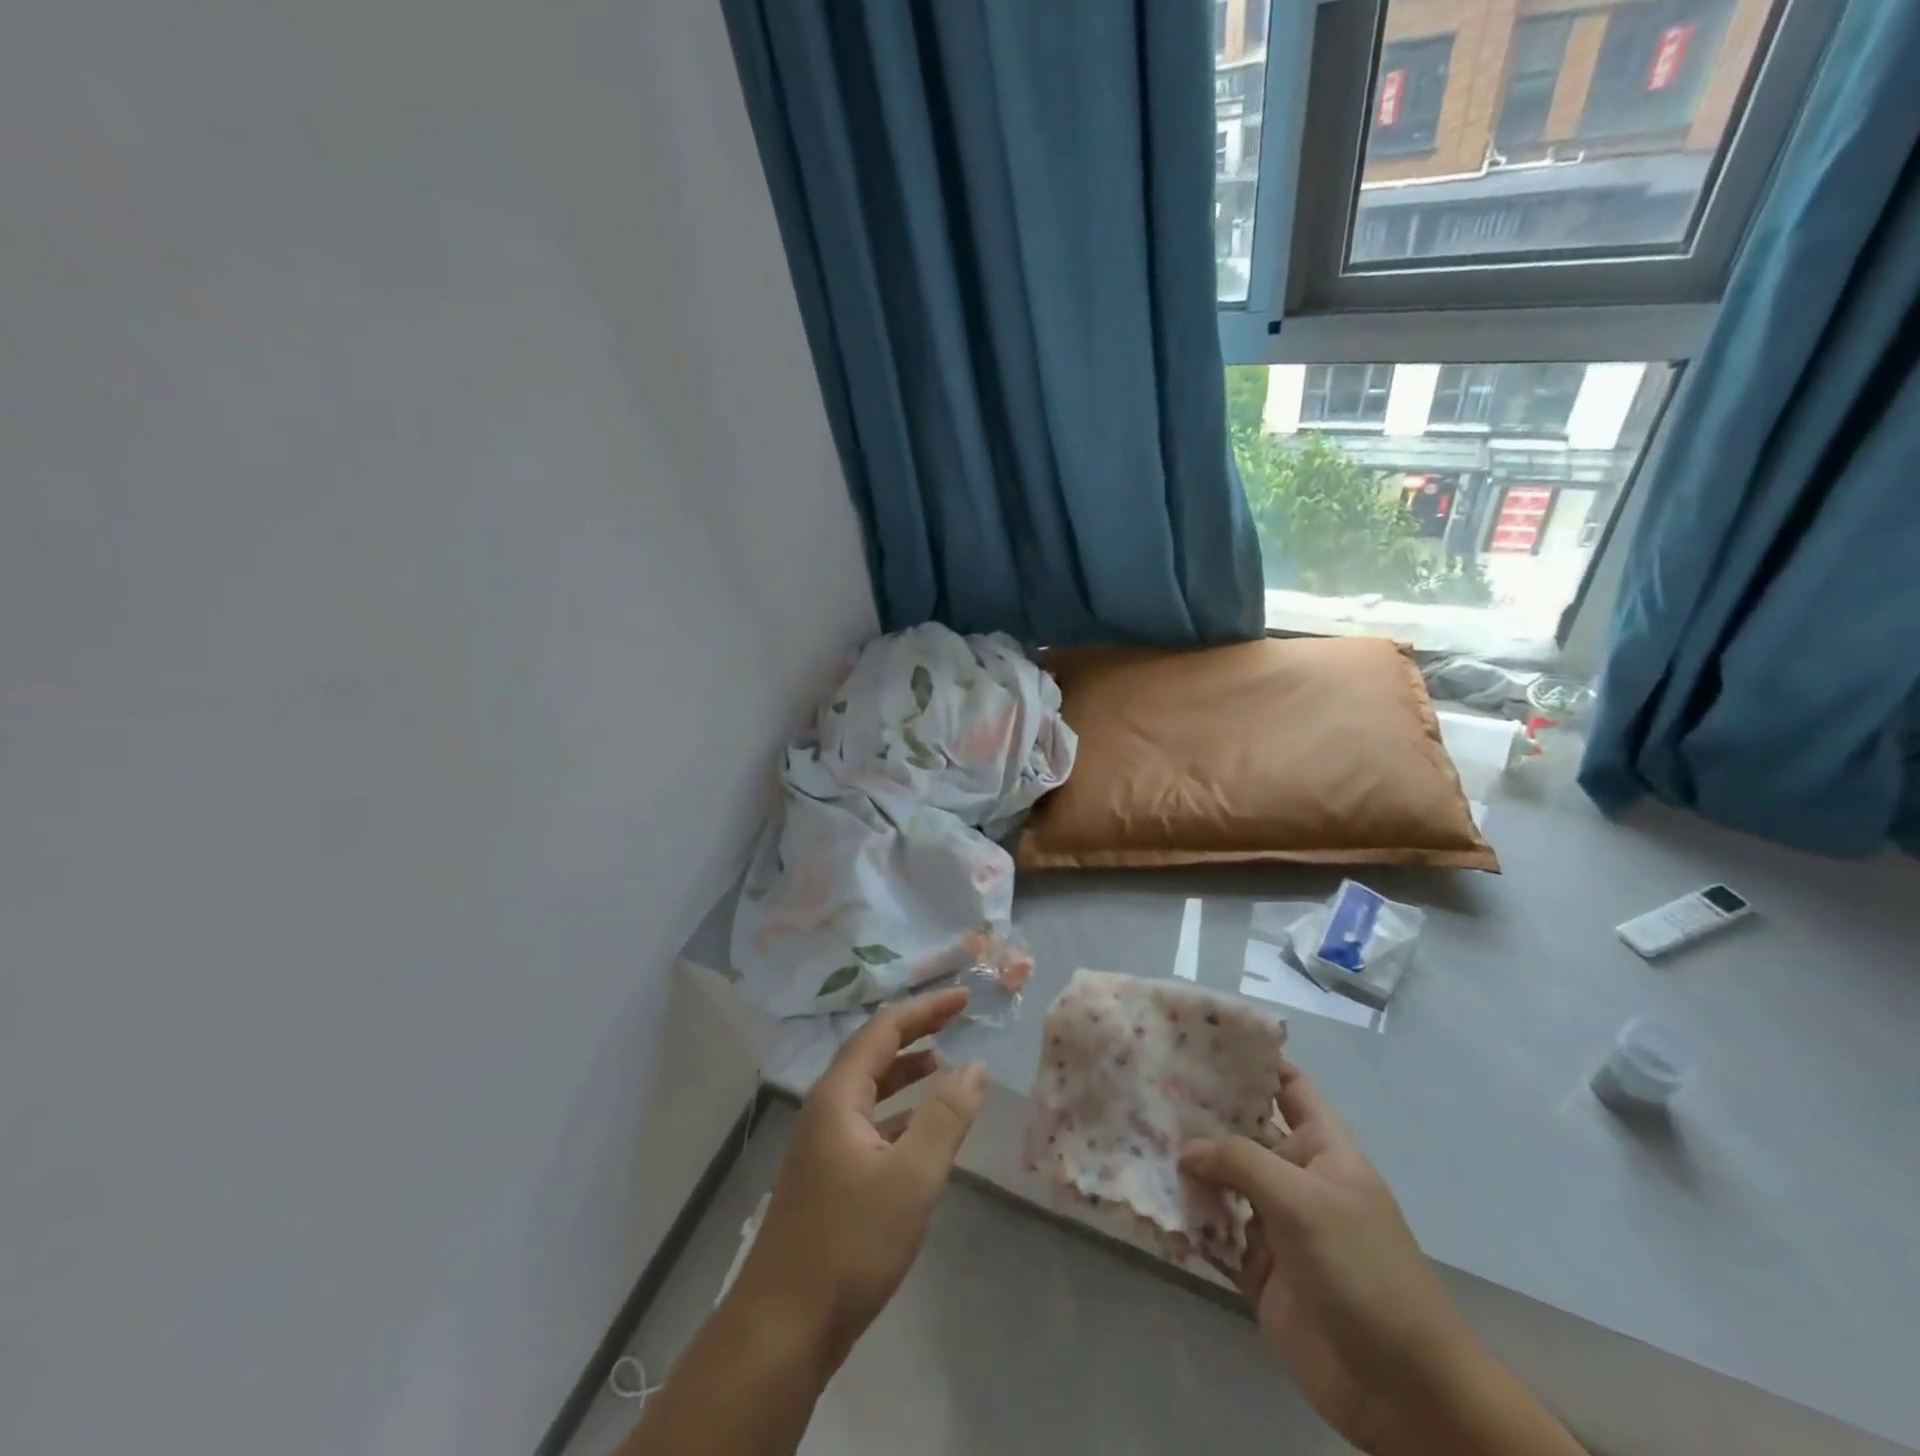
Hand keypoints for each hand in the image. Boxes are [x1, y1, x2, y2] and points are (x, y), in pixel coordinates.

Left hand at [727, 989, 986, 1375]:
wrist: (783, 1328)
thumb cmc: (849, 1244)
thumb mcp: (911, 1177)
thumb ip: (946, 1117)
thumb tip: (976, 1066)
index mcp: (838, 1096)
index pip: (884, 1030)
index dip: (925, 1010)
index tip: (963, 998)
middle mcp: (826, 1109)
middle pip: (873, 1052)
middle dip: (915, 1032)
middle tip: (956, 1020)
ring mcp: (823, 1144)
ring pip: (870, 1089)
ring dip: (905, 1072)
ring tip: (943, 1064)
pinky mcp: (829, 1176)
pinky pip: (869, 1122)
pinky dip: (899, 1112)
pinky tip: (921, 1128)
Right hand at [1179, 1058, 1478, 1454]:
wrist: (1402, 1390)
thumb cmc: (1362, 1270)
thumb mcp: (1304, 1201)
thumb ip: (1241, 1162)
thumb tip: (1186, 1149)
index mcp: (1322, 1148)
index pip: (1288, 1085)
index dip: (1255, 1059)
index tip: (1203, 1035)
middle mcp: (1295, 1177)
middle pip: (1244, 1130)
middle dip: (1203, 1109)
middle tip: (1149, 1081)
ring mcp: (1275, 1225)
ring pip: (1222, 1180)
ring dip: (1187, 1164)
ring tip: (1135, 1132)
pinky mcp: (1257, 1270)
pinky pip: (1214, 1233)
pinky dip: (1186, 1219)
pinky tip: (1149, 1198)